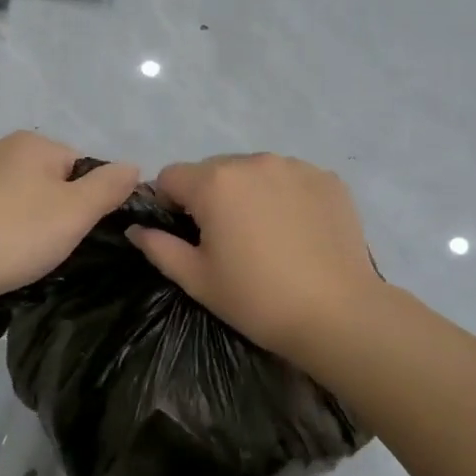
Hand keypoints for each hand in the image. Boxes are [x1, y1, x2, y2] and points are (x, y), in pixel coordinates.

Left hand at [0, 132, 139, 311]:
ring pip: (21, 200)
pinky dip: (1, 233)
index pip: (83, 165)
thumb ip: (110, 187)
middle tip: (52, 249)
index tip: (79, 234)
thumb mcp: (75, 212)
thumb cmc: (12, 234)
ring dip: (29, 226)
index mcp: (32, 143)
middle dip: (58, 214)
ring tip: (22, 257)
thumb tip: (134, 167)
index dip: (89, 202)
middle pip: (51, 181)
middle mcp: (0, 149)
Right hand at [126, 153, 379, 359]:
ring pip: (254, 172)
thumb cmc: (256, 299)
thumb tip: (137, 229)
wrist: (337, 314)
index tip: (184, 235)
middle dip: (210, 197)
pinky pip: (290, 179)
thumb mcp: (197, 279)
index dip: (168, 204)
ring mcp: (295, 166)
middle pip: (214, 170)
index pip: (171, 176)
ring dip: (248, 193)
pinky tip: (297, 232)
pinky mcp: (328, 179)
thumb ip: (159, 247)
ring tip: (266, 236)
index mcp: (215, 183)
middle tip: (226, 240)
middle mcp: (253, 161)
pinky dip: (285, 196)